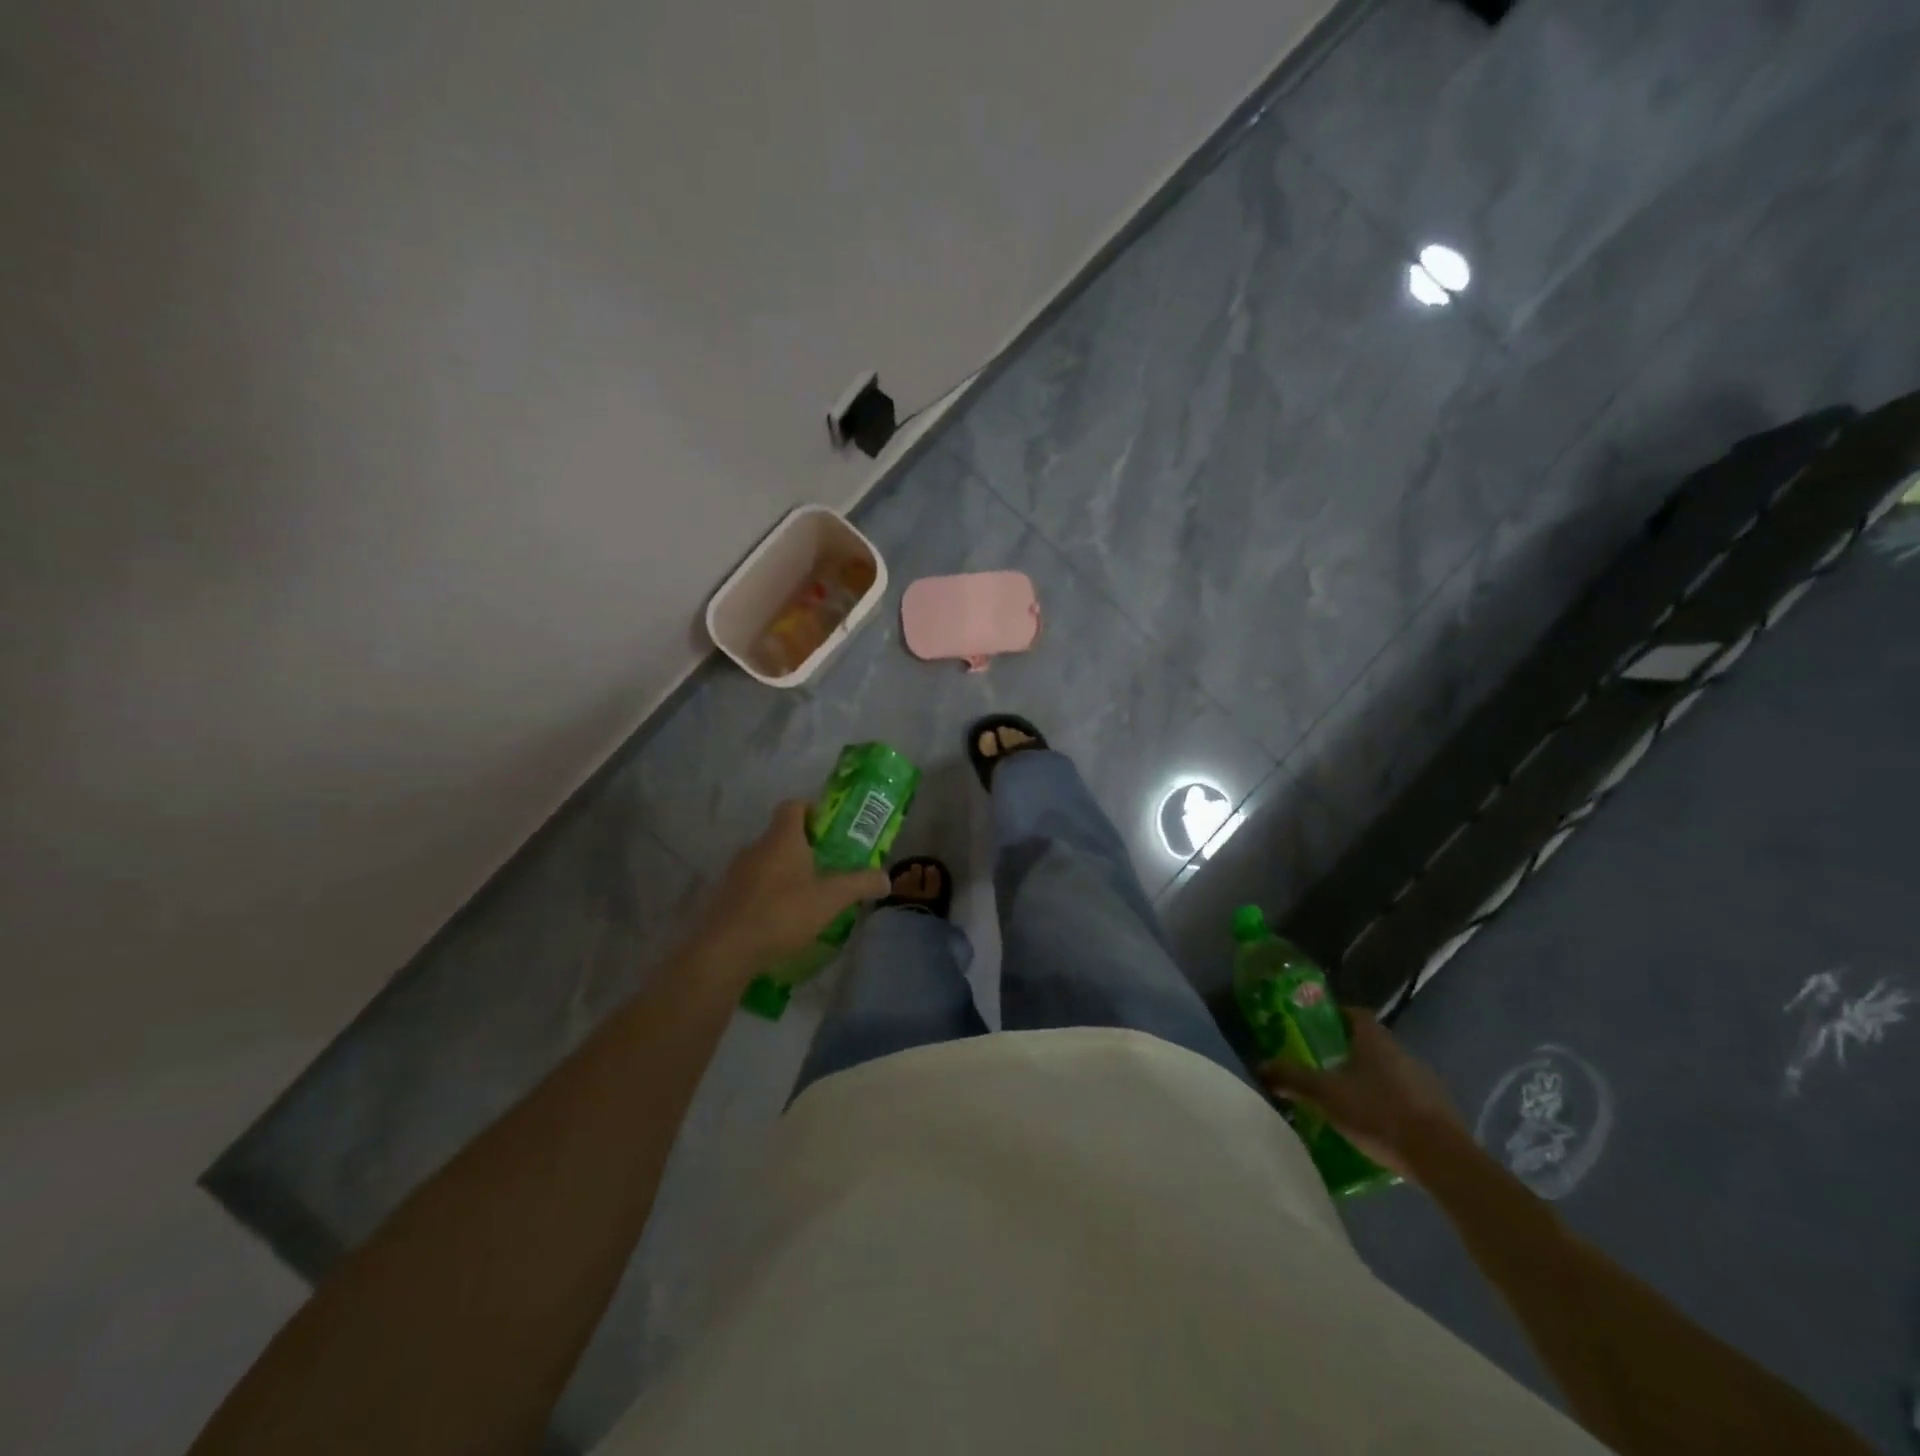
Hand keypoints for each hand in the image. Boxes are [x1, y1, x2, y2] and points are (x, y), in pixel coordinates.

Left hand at [689, 800, 889, 971]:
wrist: (726, 950)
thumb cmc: (783, 913)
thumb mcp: (831, 899)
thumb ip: (860, 884)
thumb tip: (886, 879)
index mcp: (782, 838)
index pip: (794, 806)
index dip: (812, 811)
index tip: (829, 830)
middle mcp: (756, 847)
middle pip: (781, 835)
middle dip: (804, 848)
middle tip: (827, 868)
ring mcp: (736, 872)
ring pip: (766, 862)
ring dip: (785, 873)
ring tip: (807, 897)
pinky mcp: (725, 897)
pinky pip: (752, 886)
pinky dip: (768, 894)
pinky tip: (781, 919)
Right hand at [1261, 1010, 1467, 1180]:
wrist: (1441, 1159)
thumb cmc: (1378, 1113)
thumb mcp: (1326, 1095)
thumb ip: (1293, 1078)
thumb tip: (1262, 1066)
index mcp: (1375, 1039)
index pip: (1354, 1014)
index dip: (1336, 1017)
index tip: (1317, 1030)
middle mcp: (1401, 1052)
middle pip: (1370, 1043)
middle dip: (1348, 1052)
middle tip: (1324, 1067)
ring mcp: (1424, 1081)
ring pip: (1388, 1071)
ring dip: (1369, 1080)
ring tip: (1346, 1100)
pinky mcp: (1438, 1111)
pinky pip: (1405, 1097)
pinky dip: (1388, 1104)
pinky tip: (1375, 1125)